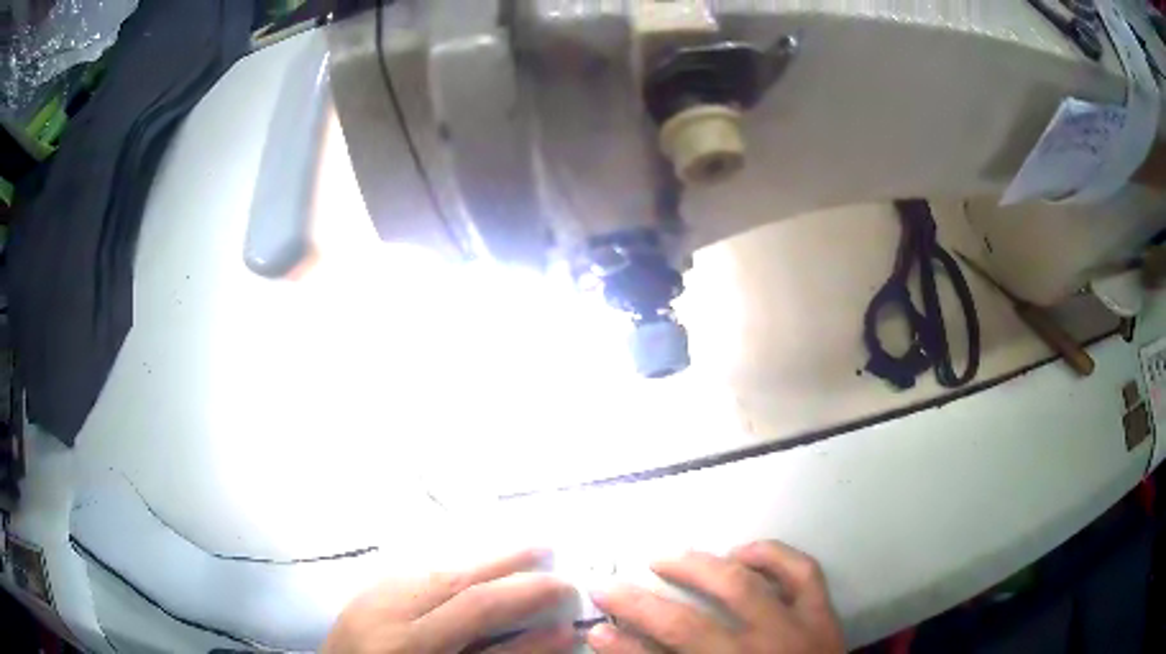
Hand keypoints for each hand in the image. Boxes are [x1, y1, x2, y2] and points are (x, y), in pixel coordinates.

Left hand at [323, 549, 575, 653]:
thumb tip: (553, 633)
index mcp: (409, 648)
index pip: (477, 610)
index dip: (529, 601)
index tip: (568, 596)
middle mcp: (386, 618)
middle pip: (458, 582)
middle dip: (512, 568)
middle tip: (555, 563)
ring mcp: (370, 600)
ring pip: (434, 568)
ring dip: (485, 560)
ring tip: (525, 552)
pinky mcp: (364, 593)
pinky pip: (414, 570)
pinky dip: (452, 566)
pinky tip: (474, 563)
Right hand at [587, 540, 843, 652]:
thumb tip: (627, 648)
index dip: (622, 647)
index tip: (594, 630)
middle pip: (690, 626)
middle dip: (642, 605)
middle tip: (611, 587)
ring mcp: (796, 630)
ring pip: (743, 587)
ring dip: (698, 568)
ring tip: (665, 558)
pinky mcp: (823, 615)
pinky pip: (802, 573)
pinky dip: (772, 555)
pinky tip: (742, 550)